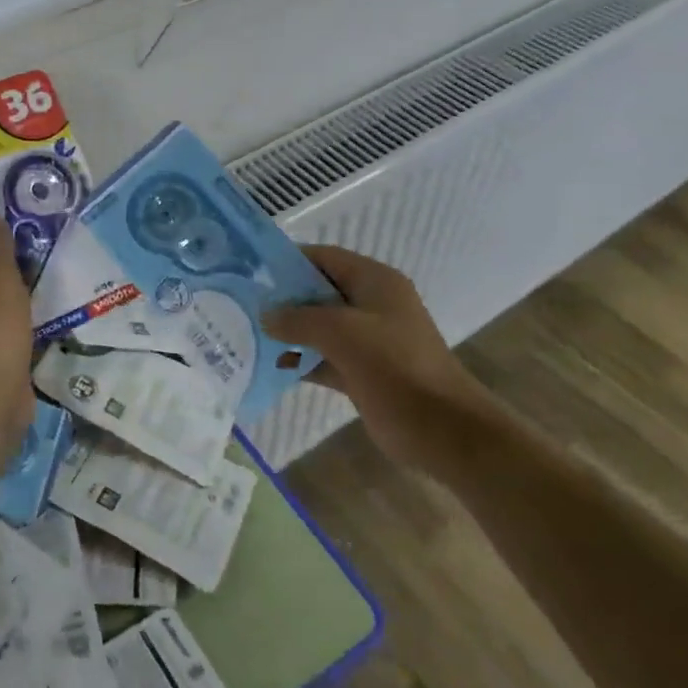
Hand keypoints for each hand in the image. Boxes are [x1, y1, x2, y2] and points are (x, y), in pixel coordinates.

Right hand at [264, 245, 495, 472]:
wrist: (443, 430)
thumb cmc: (395, 366)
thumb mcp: (342, 332)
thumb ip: (298, 319)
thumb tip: (265, 315)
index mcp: (375, 282)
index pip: (325, 258)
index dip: (289, 261)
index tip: (253, 271)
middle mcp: (372, 305)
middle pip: (320, 291)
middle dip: (284, 299)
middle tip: (244, 304)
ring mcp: (369, 340)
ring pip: (320, 327)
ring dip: (290, 331)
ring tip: (249, 333)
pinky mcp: (364, 372)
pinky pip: (325, 357)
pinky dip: (303, 360)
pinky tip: (274, 365)